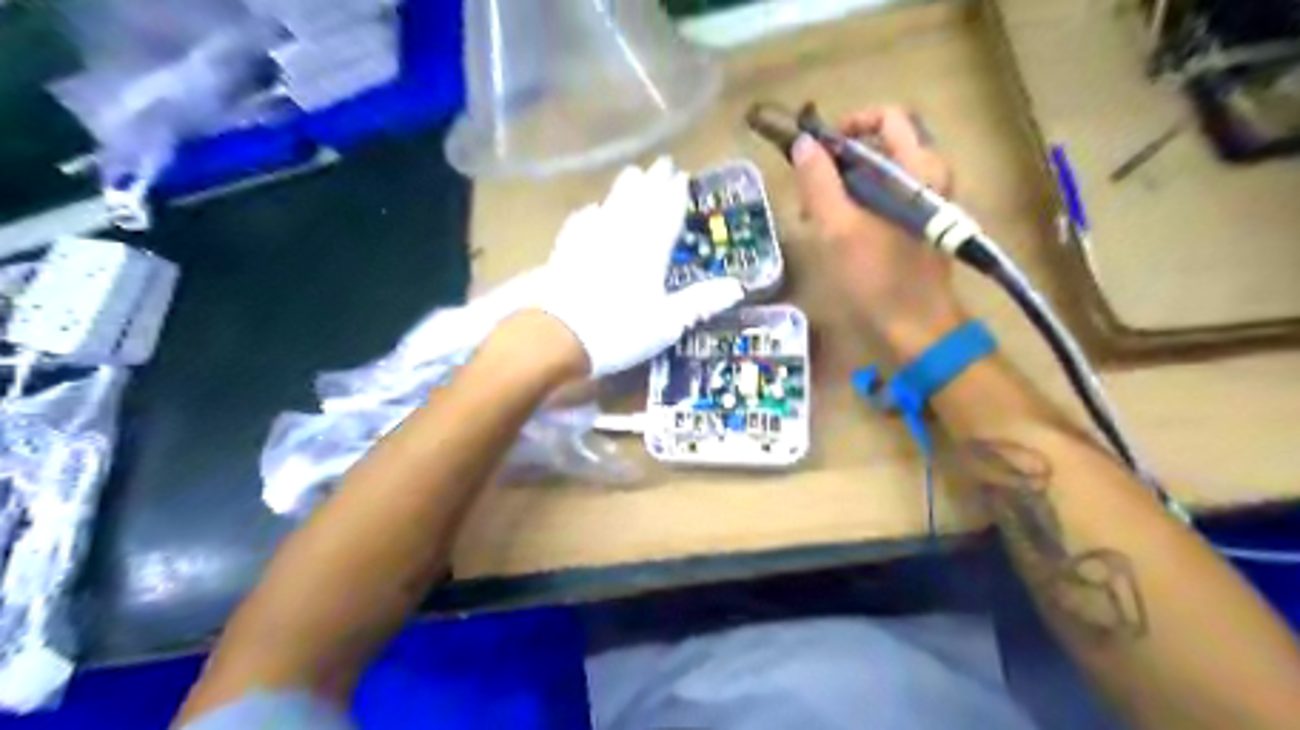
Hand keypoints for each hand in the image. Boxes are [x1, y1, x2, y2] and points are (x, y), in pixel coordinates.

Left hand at [537, 158, 746, 376]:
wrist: (555, 335)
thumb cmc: (618, 330)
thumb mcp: (667, 323)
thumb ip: (700, 302)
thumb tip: (738, 287)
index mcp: (649, 250)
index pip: (666, 213)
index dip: (675, 195)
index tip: (681, 175)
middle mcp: (621, 236)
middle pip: (639, 202)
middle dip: (651, 182)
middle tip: (660, 163)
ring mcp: (589, 240)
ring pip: (611, 205)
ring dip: (623, 189)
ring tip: (632, 173)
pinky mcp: (565, 251)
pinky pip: (581, 222)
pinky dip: (591, 212)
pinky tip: (591, 209)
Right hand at [794, 105, 962, 357]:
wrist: (916, 328)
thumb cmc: (878, 278)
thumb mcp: (839, 228)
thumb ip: (819, 183)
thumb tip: (803, 144)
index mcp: (919, 168)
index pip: (888, 116)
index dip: (850, 124)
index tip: (819, 150)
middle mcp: (929, 176)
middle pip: (881, 144)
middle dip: (840, 160)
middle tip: (811, 188)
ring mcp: (924, 202)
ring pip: (879, 174)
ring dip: (843, 185)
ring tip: (815, 215)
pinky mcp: (916, 224)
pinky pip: (884, 197)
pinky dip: (857, 204)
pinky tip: (834, 230)